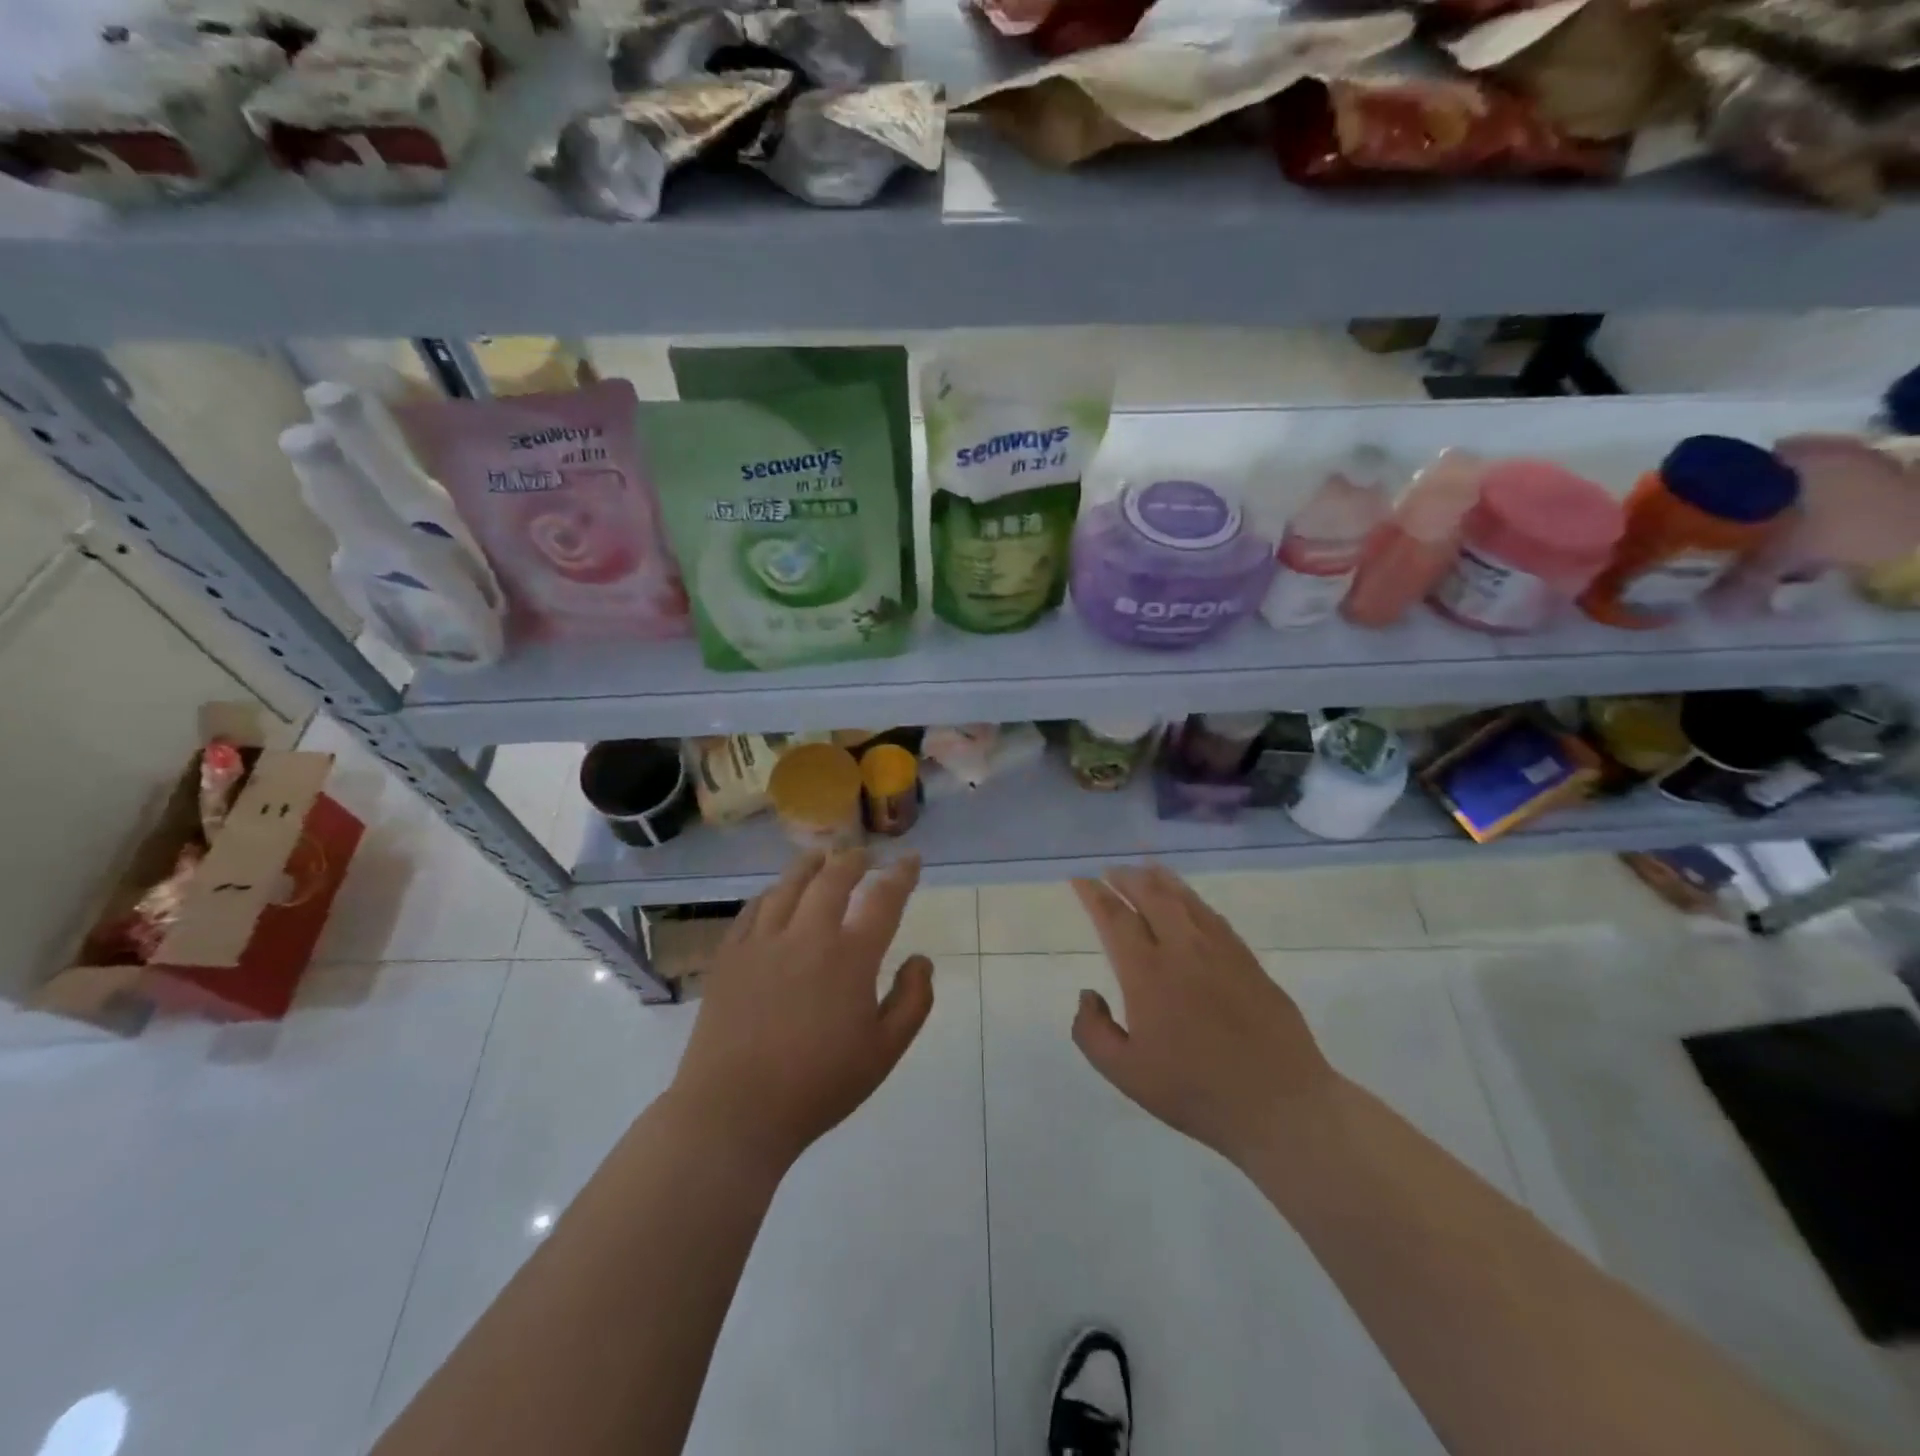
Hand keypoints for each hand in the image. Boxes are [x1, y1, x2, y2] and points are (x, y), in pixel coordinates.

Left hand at [669, 849, 934, 1168]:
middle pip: (833, 878)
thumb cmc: (818, 1085)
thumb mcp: (885, 1052)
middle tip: (864, 855)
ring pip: (789, 884)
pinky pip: (752, 909)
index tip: (910, 859)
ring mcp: (763, 941)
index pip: (883, 898)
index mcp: (850, 957)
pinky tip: (775, 895)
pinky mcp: (729, 955)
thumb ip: (912, 1001)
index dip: (901, 874)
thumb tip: (921, 960)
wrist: (735, 1111)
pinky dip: (771, 893)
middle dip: (854, 859)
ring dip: (811, 865)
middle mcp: (807, 935)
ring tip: (821, 857)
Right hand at [1070, 864, 1341, 1166]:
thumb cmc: (1196, 1092)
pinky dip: (1193, 900)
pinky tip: (1189, 902)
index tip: (1081, 880)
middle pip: (1151, 896)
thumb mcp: (1126, 1074)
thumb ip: (1092, 1032)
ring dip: (1161, 880)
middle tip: (1111, 870)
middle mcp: (1182, 949)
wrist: (1280, 1104)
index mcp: (1147, 973)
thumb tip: (1088, 994)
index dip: (1094, 895)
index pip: (1115, 918)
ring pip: (1185, 899)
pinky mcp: (1249, 961)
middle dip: (1126, 877)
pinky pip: (1213, 916)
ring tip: (1146, 869)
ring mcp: (1220, 951)